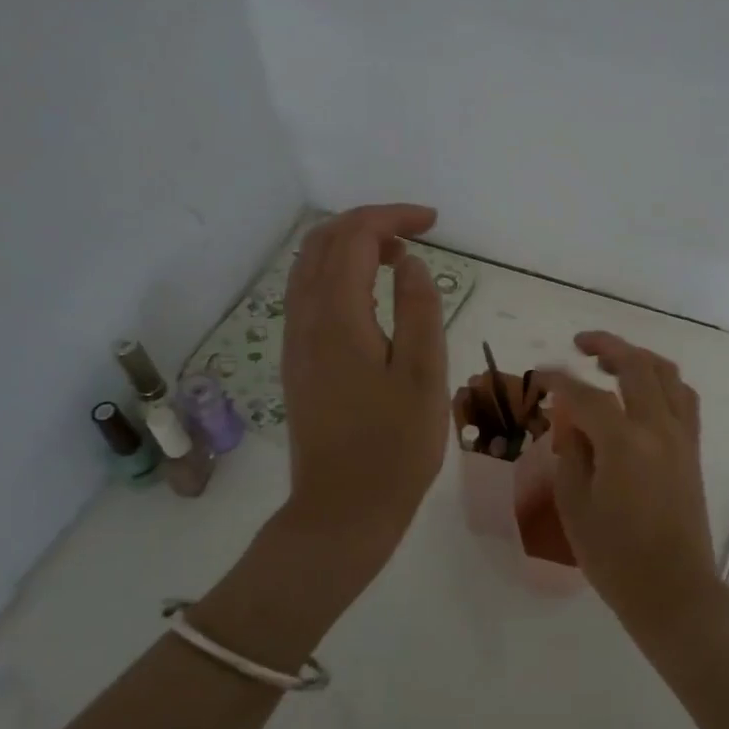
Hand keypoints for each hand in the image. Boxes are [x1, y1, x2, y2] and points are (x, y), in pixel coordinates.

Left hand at [279, 204, 450, 581]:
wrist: (342, 511)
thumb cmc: (393, 446)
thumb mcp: (423, 376)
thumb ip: (419, 310)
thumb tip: (411, 263)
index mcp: (338, 318)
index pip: (355, 238)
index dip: (393, 217)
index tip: (434, 223)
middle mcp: (306, 320)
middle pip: (323, 243)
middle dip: (369, 223)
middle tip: (416, 233)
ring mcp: (295, 342)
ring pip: (310, 267)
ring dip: (351, 247)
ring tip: (398, 259)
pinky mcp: (297, 362)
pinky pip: (308, 294)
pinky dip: (338, 274)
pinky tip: (371, 296)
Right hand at [537, 332, 717, 640]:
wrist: (673, 590)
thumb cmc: (615, 557)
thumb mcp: (575, 506)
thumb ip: (571, 454)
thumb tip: (571, 421)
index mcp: (624, 443)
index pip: (586, 395)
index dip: (559, 381)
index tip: (540, 376)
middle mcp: (658, 428)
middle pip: (636, 366)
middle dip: (606, 346)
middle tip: (580, 343)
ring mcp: (681, 436)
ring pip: (667, 374)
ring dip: (639, 357)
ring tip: (612, 360)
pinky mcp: (693, 449)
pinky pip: (683, 398)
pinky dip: (662, 381)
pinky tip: (643, 391)